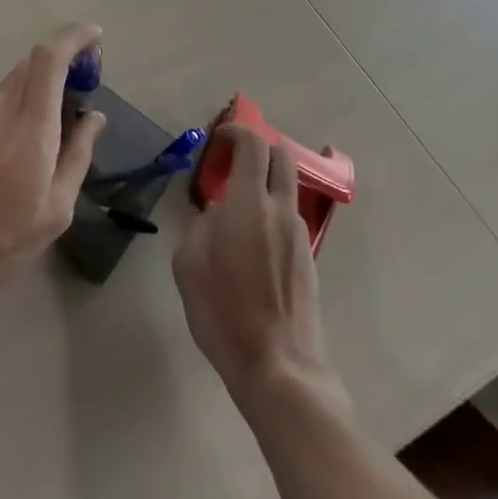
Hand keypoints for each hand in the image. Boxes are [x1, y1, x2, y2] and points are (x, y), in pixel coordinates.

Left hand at [0, 23, 105, 316]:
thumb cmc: (3, 243)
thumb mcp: (56, 209)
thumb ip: (78, 154)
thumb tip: (94, 116)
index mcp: (30, 125)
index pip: (50, 57)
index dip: (74, 37)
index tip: (94, 36)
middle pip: (32, 64)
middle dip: (60, 64)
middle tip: (79, 90)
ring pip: (11, 84)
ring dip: (35, 89)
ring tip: (48, 128)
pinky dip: (12, 107)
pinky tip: (13, 147)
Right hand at [173, 125, 335, 407]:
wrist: (279, 368)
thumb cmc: (224, 312)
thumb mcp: (189, 263)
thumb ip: (200, 224)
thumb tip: (216, 213)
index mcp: (248, 202)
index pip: (252, 144)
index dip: (235, 131)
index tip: (218, 138)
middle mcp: (280, 209)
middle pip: (280, 156)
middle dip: (258, 148)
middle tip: (233, 162)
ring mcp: (299, 234)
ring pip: (287, 189)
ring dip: (265, 184)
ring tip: (237, 211)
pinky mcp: (308, 259)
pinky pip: (288, 219)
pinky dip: (271, 213)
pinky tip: (251, 245)